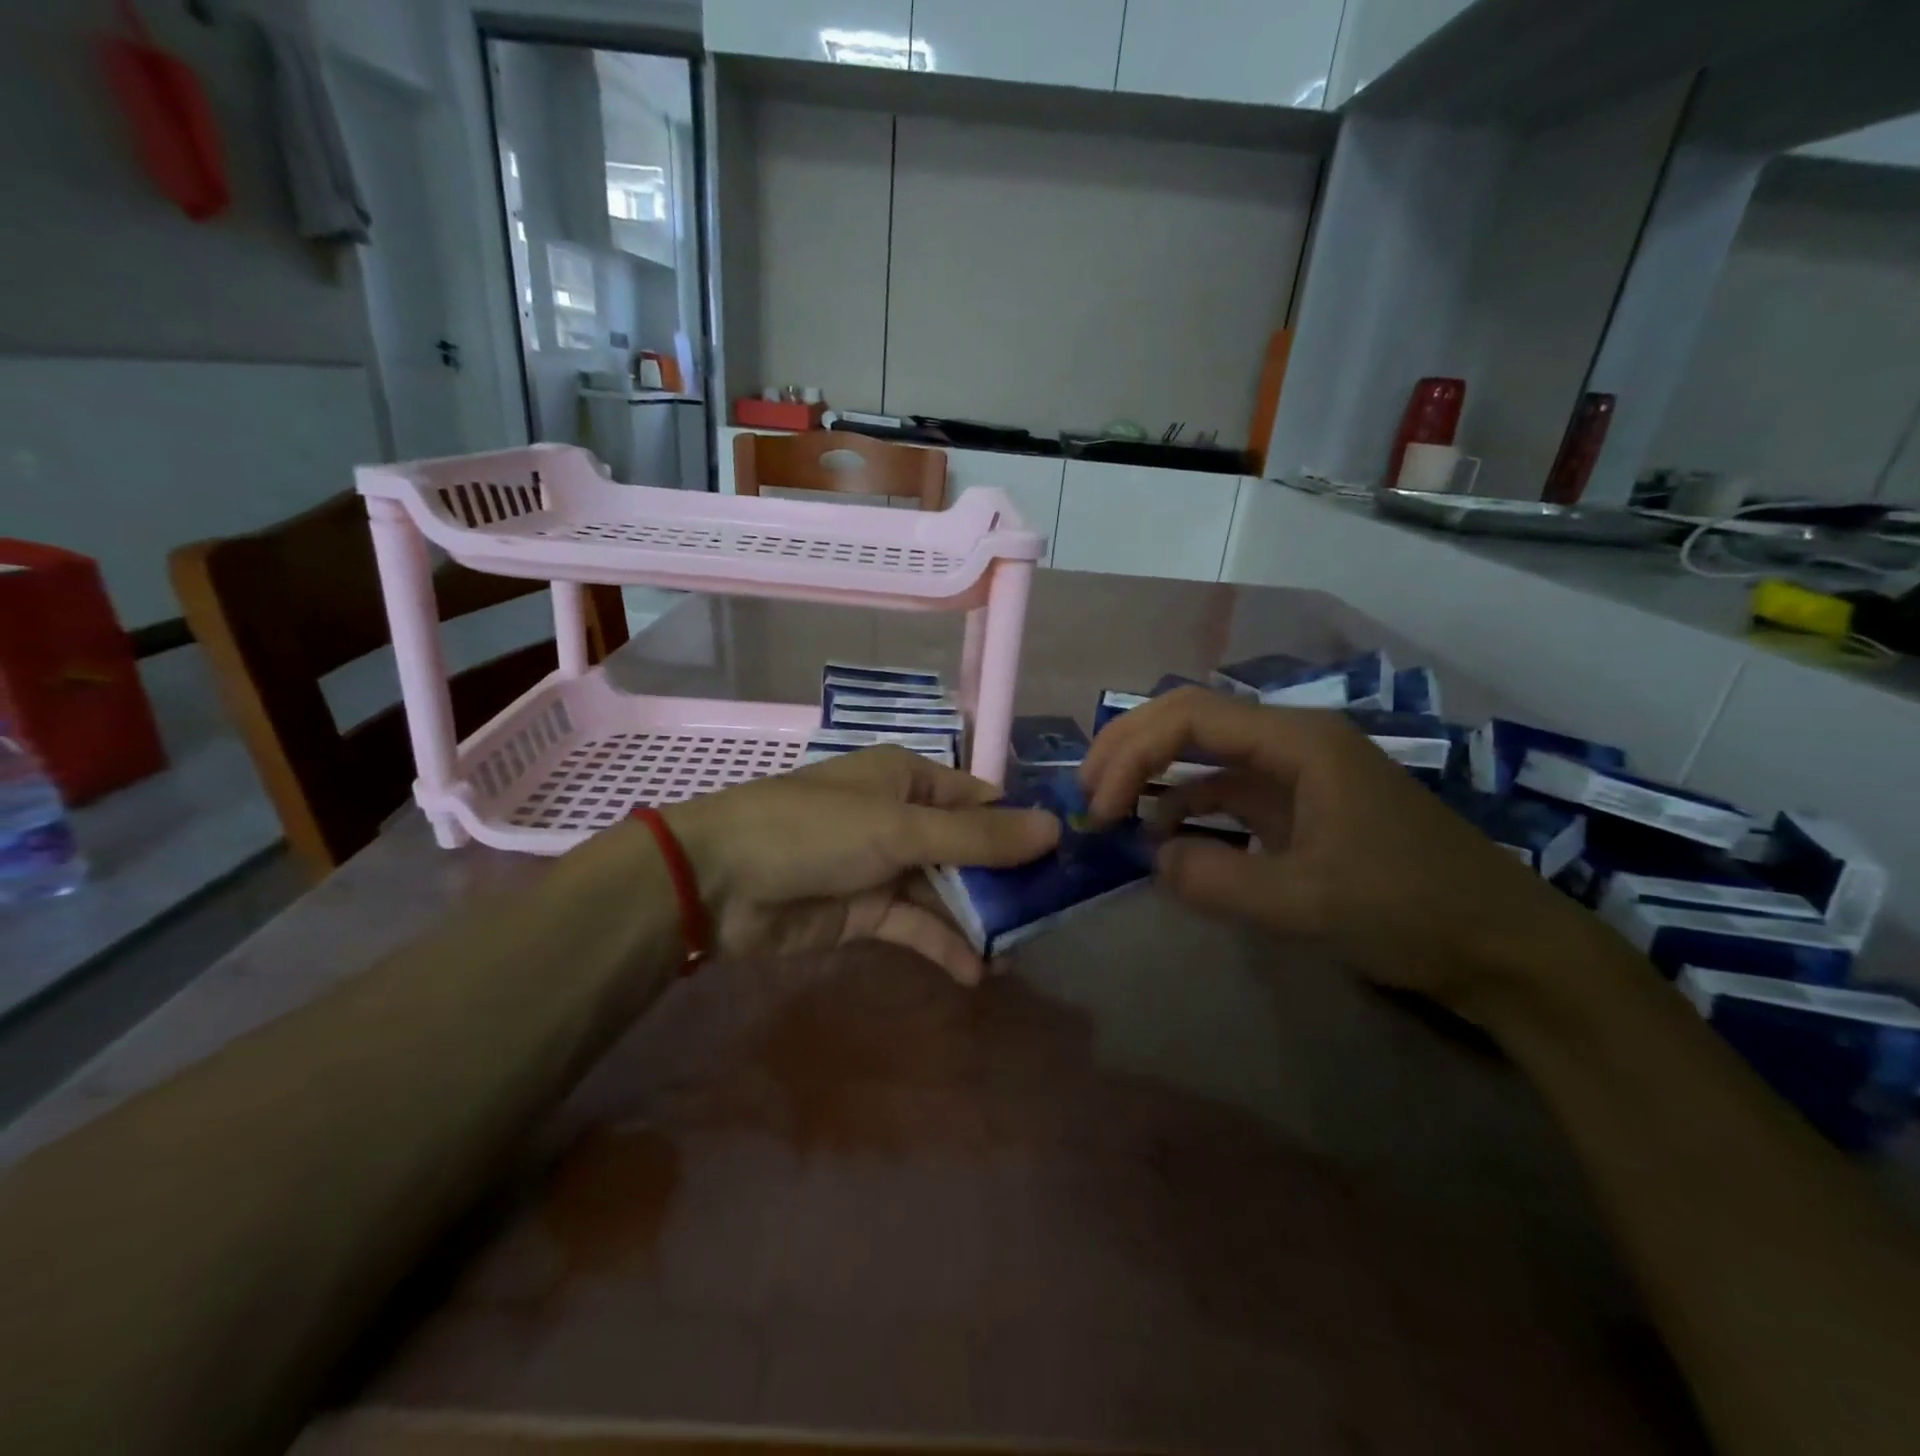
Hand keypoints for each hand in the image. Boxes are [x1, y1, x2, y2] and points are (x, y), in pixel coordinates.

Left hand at [661, 746, 1058, 984]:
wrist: (720, 882)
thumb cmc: (815, 832)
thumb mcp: (899, 829)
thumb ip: (977, 837)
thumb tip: (1054, 827)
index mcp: (910, 781)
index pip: (982, 801)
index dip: (1023, 829)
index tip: (1067, 863)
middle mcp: (903, 820)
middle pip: (970, 850)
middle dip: (1007, 883)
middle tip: (1051, 920)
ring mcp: (884, 868)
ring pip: (947, 892)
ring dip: (980, 920)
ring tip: (1021, 955)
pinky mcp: (866, 913)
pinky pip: (916, 925)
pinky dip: (944, 945)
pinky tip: (976, 972)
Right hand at [1079, 687, 1590, 1005]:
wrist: (1503, 948)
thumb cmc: (1414, 910)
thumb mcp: (1308, 903)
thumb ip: (1218, 881)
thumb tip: (1151, 858)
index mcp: (1298, 741)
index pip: (1190, 718)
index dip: (1132, 753)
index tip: (1100, 807)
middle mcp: (1291, 741)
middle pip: (1190, 718)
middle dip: (1130, 748)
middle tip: (1087, 793)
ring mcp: (1295, 773)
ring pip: (1203, 752)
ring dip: (1152, 772)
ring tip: (1107, 808)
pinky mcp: (1297, 807)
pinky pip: (1223, 791)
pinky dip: (1184, 806)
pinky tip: (1159, 835)